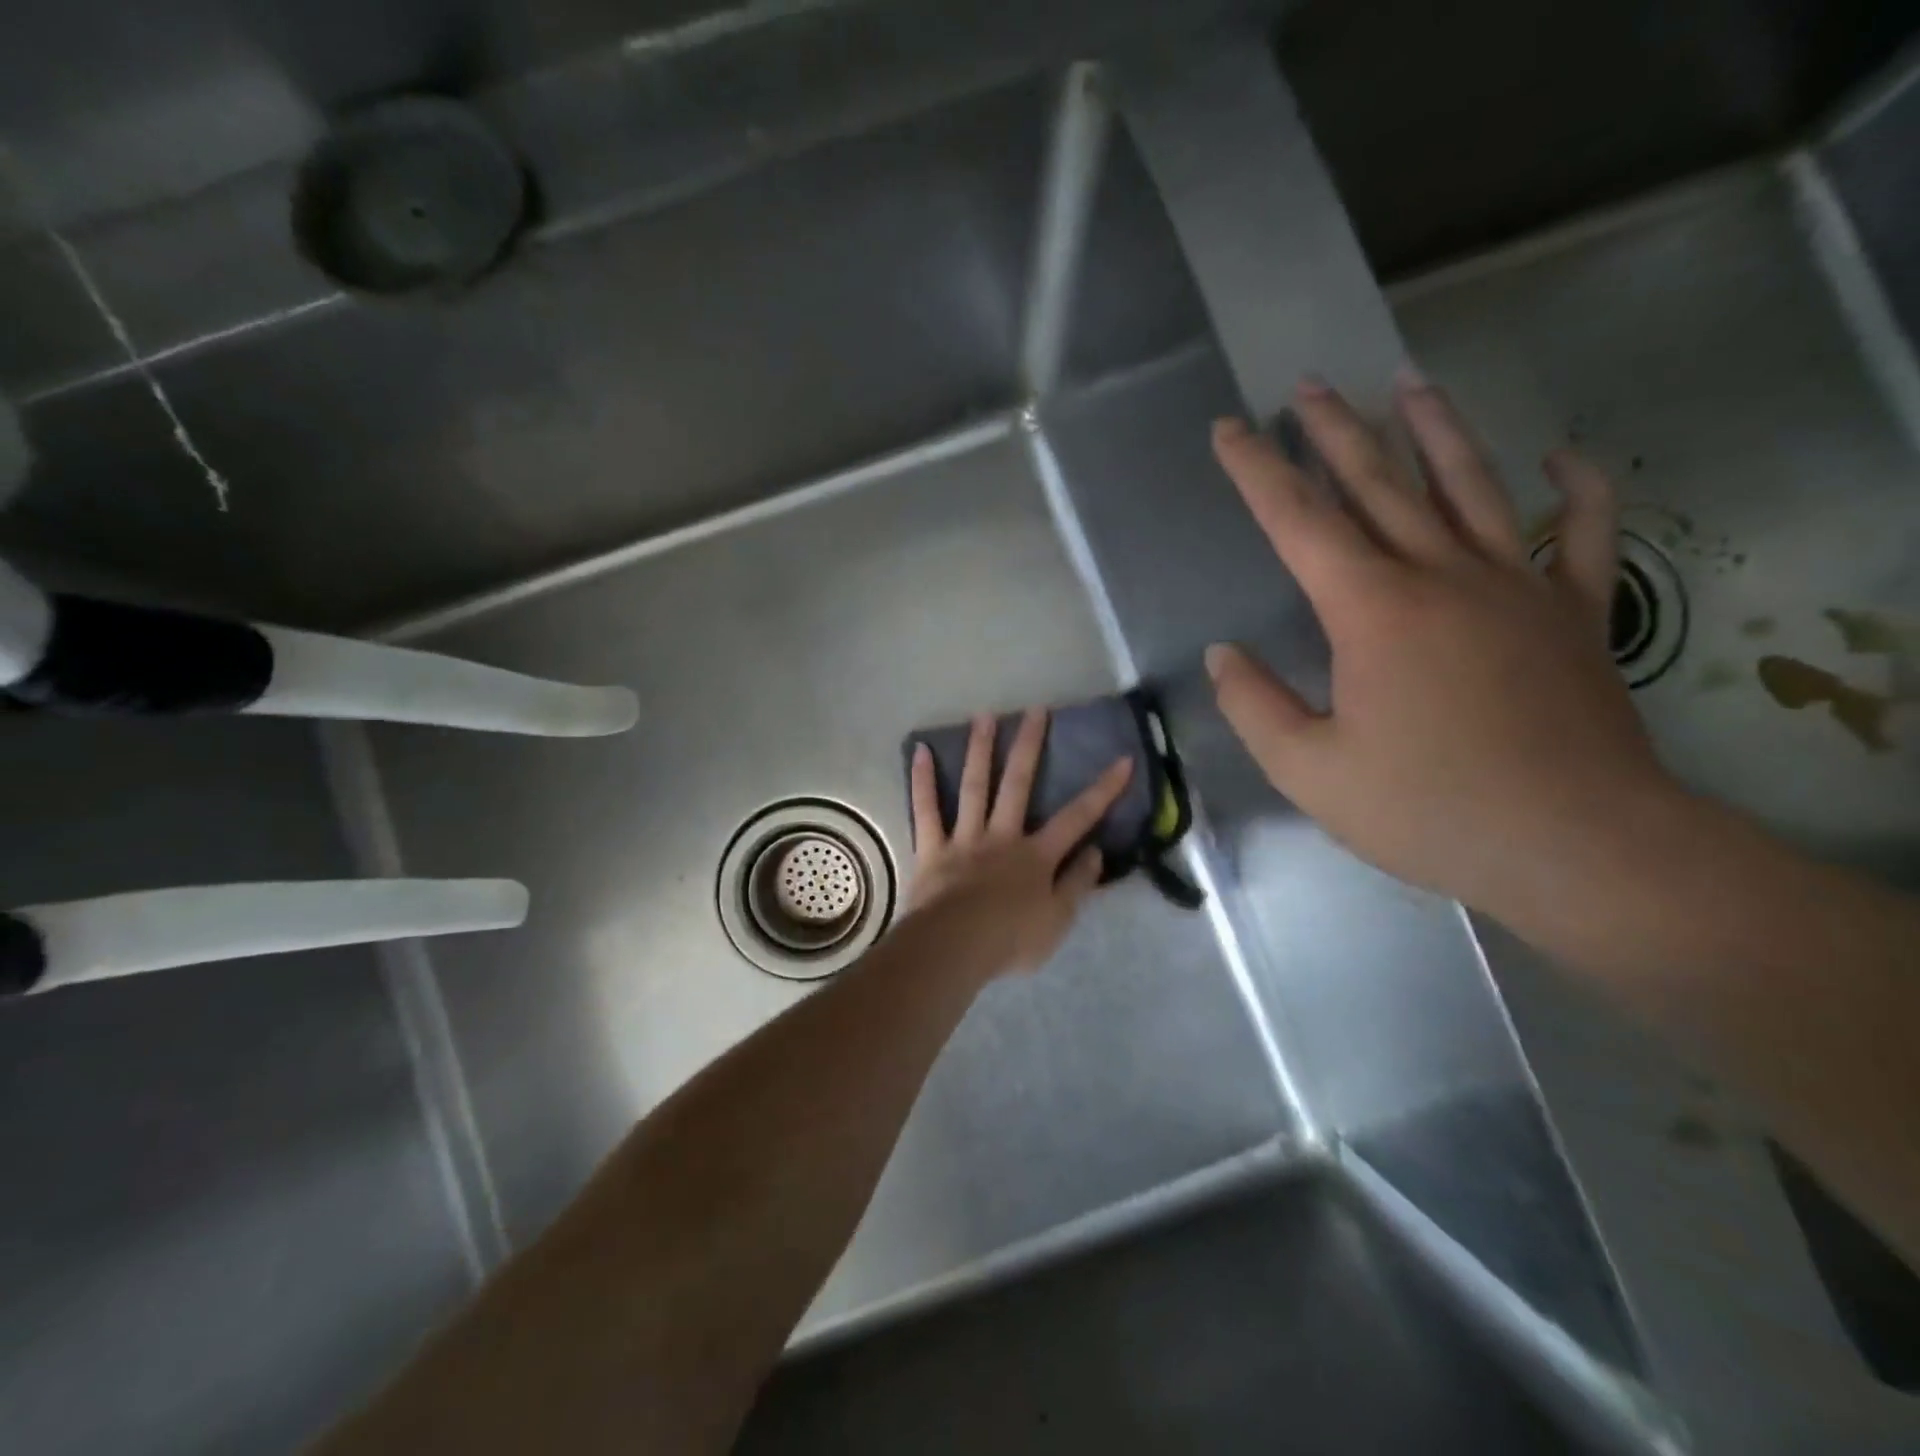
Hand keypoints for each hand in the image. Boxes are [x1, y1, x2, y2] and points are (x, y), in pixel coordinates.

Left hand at [905, 709, 1132, 975]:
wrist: (955, 948)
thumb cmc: (1011, 939)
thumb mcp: (1058, 920)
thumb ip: (1078, 883)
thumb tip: (1096, 850)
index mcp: (1037, 856)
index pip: (1078, 818)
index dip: (1103, 790)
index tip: (1122, 760)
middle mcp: (1002, 836)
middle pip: (1019, 784)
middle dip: (1030, 746)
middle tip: (1036, 709)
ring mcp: (965, 838)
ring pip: (974, 786)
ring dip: (980, 749)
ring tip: (984, 715)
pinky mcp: (932, 848)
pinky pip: (925, 810)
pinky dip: (922, 781)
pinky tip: (919, 751)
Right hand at [1205, 371, 1683, 927]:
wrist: (1576, 844)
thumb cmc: (1426, 808)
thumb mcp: (1308, 770)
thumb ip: (1254, 706)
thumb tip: (1223, 654)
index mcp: (1370, 610)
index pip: (1298, 521)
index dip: (1256, 471)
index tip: (1228, 429)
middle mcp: (1442, 576)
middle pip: (1379, 483)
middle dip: (1335, 431)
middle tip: (1307, 386)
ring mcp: (1518, 586)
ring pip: (1471, 487)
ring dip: (1436, 430)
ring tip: (1409, 383)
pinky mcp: (1577, 613)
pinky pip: (1583, 536)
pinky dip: (1578, 492)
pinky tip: (1565, 459)